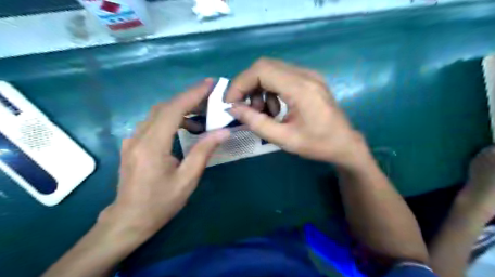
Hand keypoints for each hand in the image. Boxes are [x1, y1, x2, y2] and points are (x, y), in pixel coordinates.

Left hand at [102, 77, 231, 237]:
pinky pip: (154, 122)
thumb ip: (203, 152)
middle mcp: (139, 137)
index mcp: (152, 146)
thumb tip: (223, 132)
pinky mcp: (133, 144)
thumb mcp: (187, 179)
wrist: (129, 220)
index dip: (192, 94)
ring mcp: (133, 139)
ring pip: (158, 113)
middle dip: (189, 98)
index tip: (210, 84)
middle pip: (165, 107)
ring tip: (202, 116)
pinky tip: (185, 128)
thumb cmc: (160, 203)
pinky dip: (172, 118)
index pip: (173, 110)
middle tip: (211, 98)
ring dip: (181, 108)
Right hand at [226, 58, 363, 165]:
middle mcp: (305, 75)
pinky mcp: (309, 80)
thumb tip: (233, 108)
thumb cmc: (318, 145)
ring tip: (262, 112)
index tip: (230, 102)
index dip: (240, 84)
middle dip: (247, 85)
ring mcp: (309, 75)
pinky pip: (282, 76)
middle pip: (264, 66)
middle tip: (243, 107)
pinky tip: (275, 109)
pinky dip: (270, 89)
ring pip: (272, 69)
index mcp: (301, 89)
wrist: (345, 144)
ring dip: (259, 88)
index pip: (261, 71)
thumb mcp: (284, 139)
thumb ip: (257, 123)